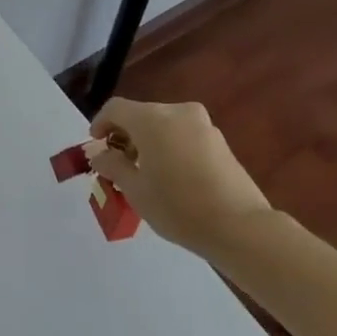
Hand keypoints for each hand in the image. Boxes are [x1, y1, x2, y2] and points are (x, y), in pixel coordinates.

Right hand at [89, 98, 271, 252]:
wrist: (240, 227)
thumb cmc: (178, 207)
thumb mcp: (134, 190)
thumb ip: (112, 165)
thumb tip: (99, 154)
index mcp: (152, 119)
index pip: (115, 108)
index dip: (100, 124)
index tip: (96, 147)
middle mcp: (177, 112)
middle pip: (141, 115)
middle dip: (125, 135)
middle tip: (118, 165)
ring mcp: (202, 125)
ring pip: (163, 125)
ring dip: (148, 142)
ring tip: (145, 173)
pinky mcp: (219, 141)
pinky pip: (183, 135)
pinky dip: (169, 147)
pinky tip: (171, 176)